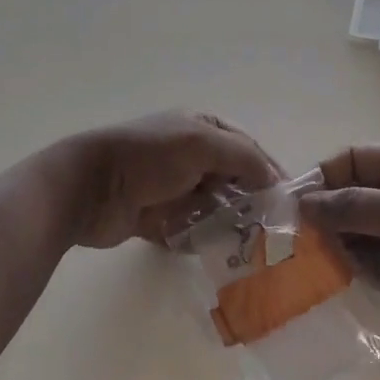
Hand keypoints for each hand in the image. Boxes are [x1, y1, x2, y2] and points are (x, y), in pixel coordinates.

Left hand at [53, 110, 281, 248]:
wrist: (89, 188)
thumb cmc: (148, 157)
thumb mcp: (201, 143)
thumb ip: (243, 156)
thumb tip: (274, 179)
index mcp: (201, 127)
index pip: (246, 148)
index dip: (268, 171)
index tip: (289, 201)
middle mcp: (189, 154)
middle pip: (232, 179)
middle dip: (250, 202)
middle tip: (272, 231)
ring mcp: (172, 186)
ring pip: (213, 207)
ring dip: (227, 224)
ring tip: (248, 247)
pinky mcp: (157, 217)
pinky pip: (190, 230)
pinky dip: (200, 239)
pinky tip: (214, 251)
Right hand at [300, 146, 379, 347]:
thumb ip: (353, 206)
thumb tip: (304, 204)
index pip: (353, 161)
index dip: (324, 176)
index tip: (296, 200)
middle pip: (347, 196)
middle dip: (321, 212)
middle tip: (290, 232)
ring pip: (350, 229)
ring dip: (328, 240)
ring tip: (300, 255)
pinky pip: (360, 260)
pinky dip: (342, 264)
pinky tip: (322, 273)